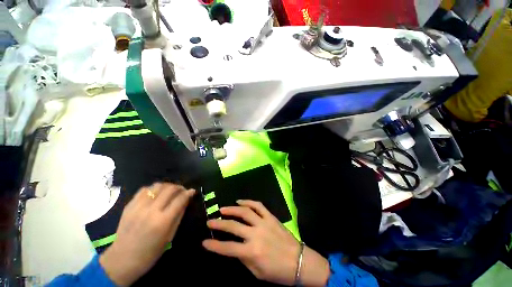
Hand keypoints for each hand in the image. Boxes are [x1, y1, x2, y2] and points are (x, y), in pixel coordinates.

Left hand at [99, 183, 194, 285]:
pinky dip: (153, 189)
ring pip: (157, 186)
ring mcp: (138, 207)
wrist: (122, 260)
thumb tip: (186, 200)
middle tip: (182, 190)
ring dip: (167, 186)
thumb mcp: (170, 235)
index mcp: (163, 221)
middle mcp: (151, 211)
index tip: (192, 191)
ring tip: (170, 191)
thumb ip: (179, 215)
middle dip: (179, 187)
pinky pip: (144, 190)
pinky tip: (156, 194)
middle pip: (169, 189)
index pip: (180, 199)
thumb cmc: (150, 252)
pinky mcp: (129, 206)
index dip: (189, 192)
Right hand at [202, 200, 329, 285]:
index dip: (214, 246)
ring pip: (245, 211)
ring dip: (232, 209)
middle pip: (233, 226)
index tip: (204, 242)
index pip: (228, 248)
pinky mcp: (271, 217)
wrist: (299, 261)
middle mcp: (256, 234)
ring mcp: (264, 223)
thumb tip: (233, 247)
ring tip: (222, 209)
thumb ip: (244, 258)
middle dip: (219, 223)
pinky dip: (248, 202)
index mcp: (252, 252)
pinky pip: (258, 206)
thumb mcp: (257, 272)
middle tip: (210, 221)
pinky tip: (240, 201)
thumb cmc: (278, 272)